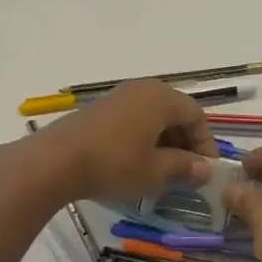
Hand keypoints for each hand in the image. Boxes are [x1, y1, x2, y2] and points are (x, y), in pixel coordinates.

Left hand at [25, 80, 215, 204]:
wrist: (55, 160)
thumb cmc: (114, 163)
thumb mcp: (155, 171)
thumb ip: (184, 167)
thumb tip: (205, 168)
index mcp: (162, 98)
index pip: (196, 115)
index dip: (205, 143)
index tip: (205, 171)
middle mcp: (143, 89)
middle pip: (175, 112)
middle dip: (185, 142)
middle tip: (186, 173)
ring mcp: (119, 96)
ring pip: (153, 116)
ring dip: (164, 141)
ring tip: (162, 171)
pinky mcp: (100, 109)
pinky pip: (133, 119)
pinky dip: (143, 138)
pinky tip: (136, 163)